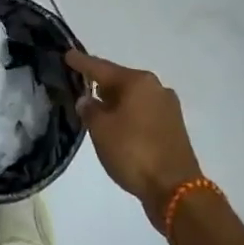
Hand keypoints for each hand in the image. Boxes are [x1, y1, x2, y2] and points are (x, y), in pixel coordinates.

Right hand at [70, 50, 203, 229]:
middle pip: (121, 81)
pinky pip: (144, 113)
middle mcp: (156, 88)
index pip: (102, 68)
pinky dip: (129, 115)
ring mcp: (168, 108)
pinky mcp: (173, 127)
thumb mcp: (101, 130)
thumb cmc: (134, 152)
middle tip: (81, 84)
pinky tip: (118, 125)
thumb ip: (89, 110)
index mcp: (138, 81)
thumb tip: (87, 100)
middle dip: (101, 83)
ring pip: (133, 98)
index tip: (68, 54)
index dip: (82, 62)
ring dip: (115, 102)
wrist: (175, 190)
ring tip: (97, 107)